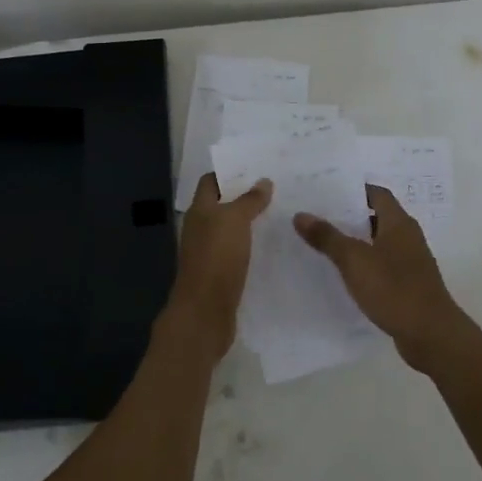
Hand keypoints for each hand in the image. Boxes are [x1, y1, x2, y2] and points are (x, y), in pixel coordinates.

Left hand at [163, 172, 272, 359]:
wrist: (205, 312)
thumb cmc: (217, 258)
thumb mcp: (235, 221)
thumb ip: (249, 200)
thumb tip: (263, 181)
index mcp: (200, 211)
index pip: (211, 181)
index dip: (230, 173)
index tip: (257, 168)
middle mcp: (201, 229)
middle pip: (222, 205)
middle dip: (245, 197)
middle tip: (278, 190)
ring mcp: (209, 253)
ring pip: (231, 230)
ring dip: (251, 223)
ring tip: (281, 215)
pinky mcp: (221, 274)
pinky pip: (237, 252)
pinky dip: (252, 247)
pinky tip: (274, 247)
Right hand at [294, 186, 471, 373]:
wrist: (431, 335)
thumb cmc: (394, 289)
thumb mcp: (354, 261)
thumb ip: (328, 237)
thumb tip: (301, 215)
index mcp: (399, 223)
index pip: (377, 194)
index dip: (353, 190)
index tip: (326, 191)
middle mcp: (408, 237)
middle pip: (376, 217)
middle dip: (349, 216)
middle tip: (317, 215)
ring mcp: (410, 263)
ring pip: (378, 243)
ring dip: (355, 242)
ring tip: (323, 243)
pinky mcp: (408, 285)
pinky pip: (382, 266)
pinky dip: (364, 265)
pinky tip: (343, 274)